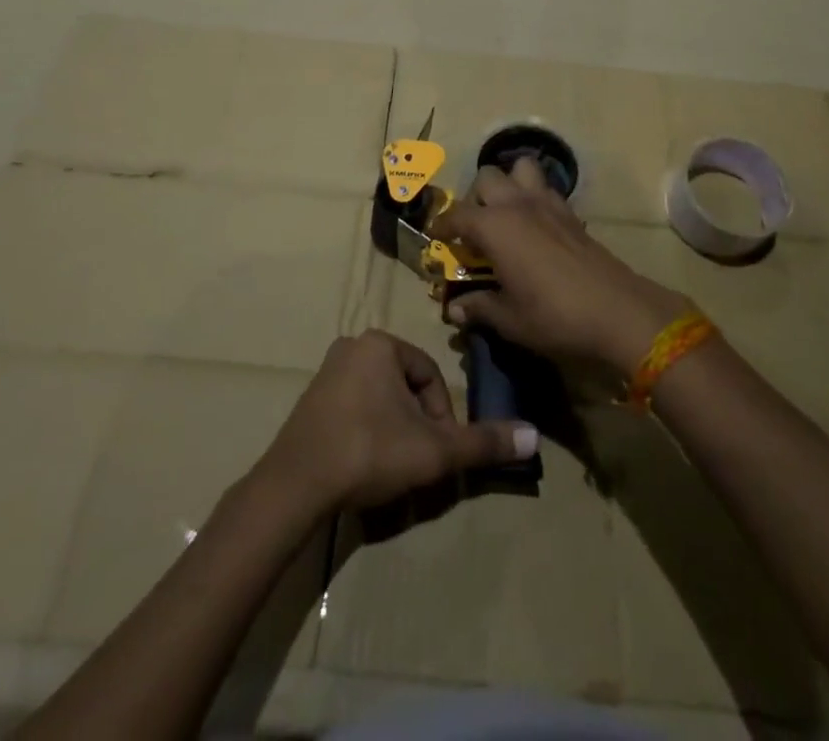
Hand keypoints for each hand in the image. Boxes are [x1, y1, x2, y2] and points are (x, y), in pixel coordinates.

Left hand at [259, 331, 536, 513]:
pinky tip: (364, 465)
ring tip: (392, 467)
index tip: (436, 451)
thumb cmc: (369, 452)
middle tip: (416, 461)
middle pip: (406, 386)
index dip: (441, 416)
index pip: (430, 376)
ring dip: (394, 429)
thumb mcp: (433, 450)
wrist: (296, 485)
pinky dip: (368, 432)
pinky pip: (355, 407)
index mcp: (381, 344)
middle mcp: (353, 346)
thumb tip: (533, 437)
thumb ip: (482, 442)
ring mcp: (327, 371)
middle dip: (417, 424)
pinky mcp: (311, 399)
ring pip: (381, 398)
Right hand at [431, 159, 691, 377]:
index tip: (436, 238)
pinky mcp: (570, 212)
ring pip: (520, 169)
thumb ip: (479, 308)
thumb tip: (454, 310)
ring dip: (509, 183)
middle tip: (475, 229)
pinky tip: (535, 226)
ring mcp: (547, 203)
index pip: (457, 215)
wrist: (616, 310)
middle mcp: (517, 204)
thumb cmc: (553, 315)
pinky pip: (545, 188)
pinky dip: (534, 196)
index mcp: (494, 226)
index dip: (442, 226)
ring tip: (506, 214)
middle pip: (487, 178)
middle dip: (475, 197)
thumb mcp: (509, 319)